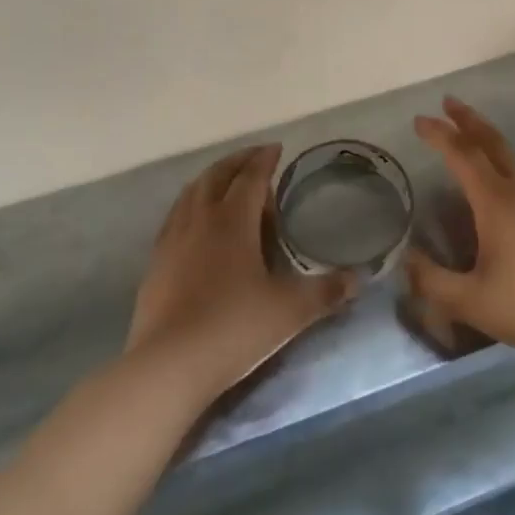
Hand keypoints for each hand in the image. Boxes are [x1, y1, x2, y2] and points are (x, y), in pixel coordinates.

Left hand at [127, 144, 354, 399]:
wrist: (169, 365)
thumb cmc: (234, 328)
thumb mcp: (290, 311)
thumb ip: (326, 292)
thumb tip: (358, 280)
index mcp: (233, 220)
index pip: (250, 178)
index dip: (264, 160)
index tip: (276, 148)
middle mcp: (201, 219)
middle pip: (217, 176)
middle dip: (237, 162)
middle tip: (254, 158)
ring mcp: (173, 239)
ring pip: (191, 193)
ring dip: (211, 179)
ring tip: (225, 181)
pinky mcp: (156, 262)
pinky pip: (174, 217)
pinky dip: (190, 204)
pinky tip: (195, 221)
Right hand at [407, 98, 514, 362]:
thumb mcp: (470, 301)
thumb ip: (432, 281)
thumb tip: (406, 261)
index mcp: (496, 203)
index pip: (463, 156)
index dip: (439, 135)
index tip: (419, 120)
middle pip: (492, 143)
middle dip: (468, 120)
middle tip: (449, 102)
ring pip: (510, 159)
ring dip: (486, 140)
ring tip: (468, 136)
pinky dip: (500, 164)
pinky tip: (495, 186)